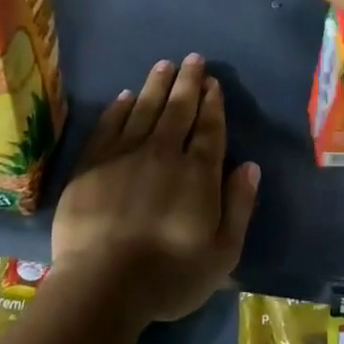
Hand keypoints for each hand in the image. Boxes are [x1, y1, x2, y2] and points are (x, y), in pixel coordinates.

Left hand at [52, 54, 260, 327]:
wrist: (101, 284)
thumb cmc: (168, 276)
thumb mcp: (221, 253)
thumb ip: (239, 206)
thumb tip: (251, 166)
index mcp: (197, 173)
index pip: (209, 128)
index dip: (212, 103)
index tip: (213, 82)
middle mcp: (163, 153)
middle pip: (178, 109)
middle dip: (188, 82)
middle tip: (193, 59)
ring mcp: (125, 154)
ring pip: (144, 108)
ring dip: (156, 85)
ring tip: (164, 64)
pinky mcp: (92, 163)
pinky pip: (109, 125)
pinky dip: (119, 108)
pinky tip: (125, 96)